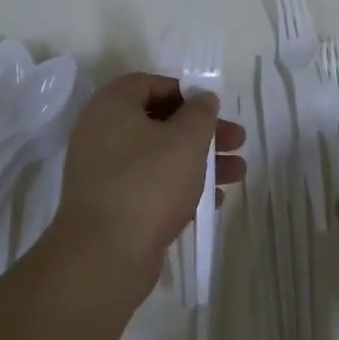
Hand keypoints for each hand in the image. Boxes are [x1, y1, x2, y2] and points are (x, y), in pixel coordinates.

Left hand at [52, 74, 244, 291]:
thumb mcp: (186, 139)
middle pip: (159, 122)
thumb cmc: (149, 183)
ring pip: (159, 157)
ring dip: (199, 162)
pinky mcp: (112, 206)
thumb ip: (200, 112)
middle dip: (202, 133)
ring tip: (237, 174)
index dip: (184, 92)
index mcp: (111, 107)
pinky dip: (180, 188)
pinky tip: (214, 201)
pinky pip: (150, 186)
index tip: (212, 108)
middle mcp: (101, 134)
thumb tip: (202, 98)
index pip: (148, 84)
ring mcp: (104, 173)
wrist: (105, 255)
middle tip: (237, 141)